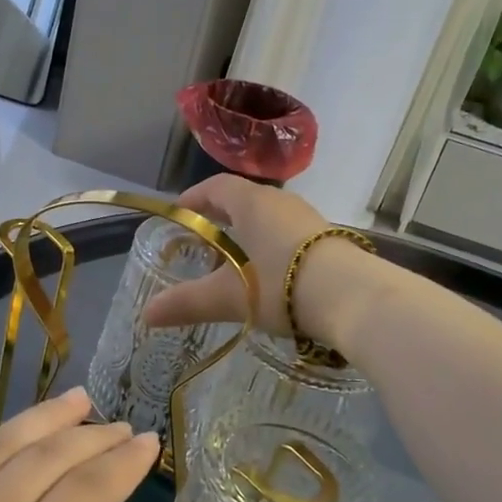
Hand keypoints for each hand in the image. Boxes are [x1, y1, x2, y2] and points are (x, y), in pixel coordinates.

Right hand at [144, 175, 330, 334]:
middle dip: (220, 218)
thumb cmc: (282, 285)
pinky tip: (271, 275)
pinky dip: (272, 246)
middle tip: (202, 241)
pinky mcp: (329, 240)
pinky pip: (290, 234)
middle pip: (243, 200)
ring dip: (248, 233)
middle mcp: (281, 202)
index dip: (194, 197)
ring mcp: (309, 219)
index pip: (216, 186)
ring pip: (269, 217)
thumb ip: (187, 303)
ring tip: (235, 261)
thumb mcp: (230, 296)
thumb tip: (146, 314)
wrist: (355, 298)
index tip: (178, 213)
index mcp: (252, 203)